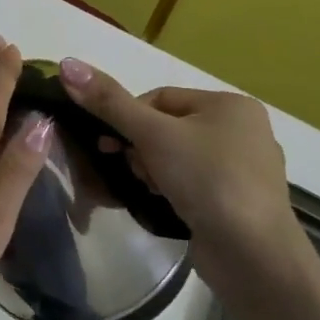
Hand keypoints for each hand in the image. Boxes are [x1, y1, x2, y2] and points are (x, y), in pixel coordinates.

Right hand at [57, 57, 306, 287]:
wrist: (253, 255)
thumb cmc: (206, 180)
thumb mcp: (152, 135)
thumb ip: (109, 101)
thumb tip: (67, 63)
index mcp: (231, 105)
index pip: (160, 97)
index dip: (128, 117)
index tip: (112, 143)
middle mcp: (244, 131)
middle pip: (168, 127)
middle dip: (141, 147)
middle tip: (129, 168)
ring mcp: (245, 169)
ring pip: (178, 156)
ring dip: (153, 169)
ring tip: (149, 189)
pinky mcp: (239, 202)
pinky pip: (193, 183)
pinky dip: (173, 189)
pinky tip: (164, 203)